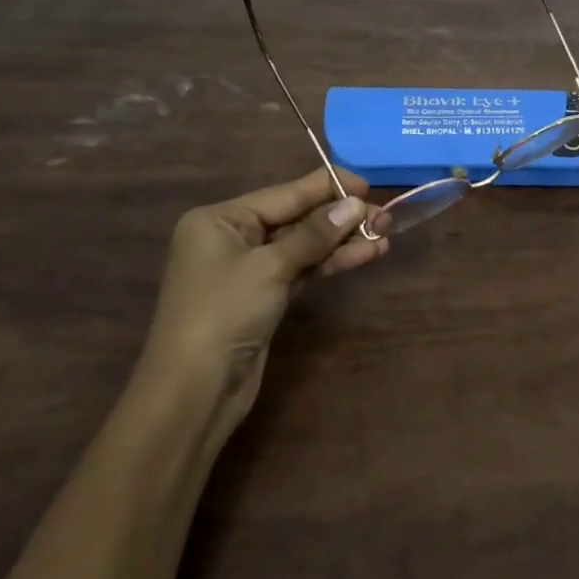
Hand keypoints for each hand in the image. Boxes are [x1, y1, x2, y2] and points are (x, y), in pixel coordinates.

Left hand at [136, 168, 389, 444]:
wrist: (194, 393)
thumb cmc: (223, 314)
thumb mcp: (271, 267)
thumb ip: (315, 233)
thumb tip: (356, 204)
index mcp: (220, 219)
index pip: (285, 193)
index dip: (328, 187)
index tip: (368, 184)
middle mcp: (233, 237)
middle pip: (296, 218)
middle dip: (340, 218)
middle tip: (385, 216)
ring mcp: (249, 269)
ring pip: (304, 245)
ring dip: (342, 241)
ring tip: (384, 235)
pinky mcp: (264, 296)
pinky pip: (303, 268)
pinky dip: (331, 262)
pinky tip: (365, 255)